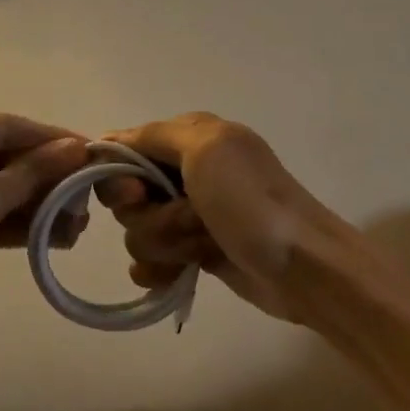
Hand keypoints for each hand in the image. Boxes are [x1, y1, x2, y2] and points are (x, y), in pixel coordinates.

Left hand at [0, 113, 89, 347]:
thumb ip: (29, 172)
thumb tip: (76, 147)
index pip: (3, 126)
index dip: (50, 139)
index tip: (94, 153)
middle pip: (0, 158)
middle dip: (45, 179)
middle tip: (87, 200)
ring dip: (35, 205)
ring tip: (79, 226)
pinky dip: (15, 225)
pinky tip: (54, 239)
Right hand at [97, 112, 353, 324]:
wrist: (303, 267)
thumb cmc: (251, 203)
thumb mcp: (205, 149)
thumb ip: (153, 136)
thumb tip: (106, 140)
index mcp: (189, 138)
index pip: (123, 150)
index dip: (121, 176)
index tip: (138, 194)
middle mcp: (184, 172)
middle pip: (125, 196)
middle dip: (148, 215)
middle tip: (187, 220)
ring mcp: (188, 215)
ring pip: (137, 231)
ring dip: (165, 243)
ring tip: (201, 247)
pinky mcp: (194, 252)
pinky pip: (150, 261)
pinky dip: (161, 270)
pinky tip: (179, 275)